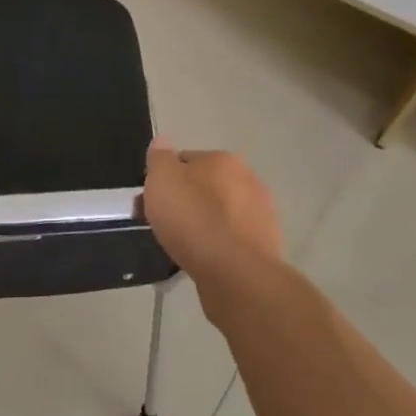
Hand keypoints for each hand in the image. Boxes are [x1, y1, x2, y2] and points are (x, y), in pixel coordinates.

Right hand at [140, 142, 283, 294]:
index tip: (150, 202)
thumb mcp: (162, 181)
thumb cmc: (193, 220)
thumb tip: (162, 142)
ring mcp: (261, 212)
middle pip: (205, 186)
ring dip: (203, 223)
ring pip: (220, 213)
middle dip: (185, 201)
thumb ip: (159, 158)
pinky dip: (218, 244)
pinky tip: (205, 259)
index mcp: (223, 159)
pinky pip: (231, 237)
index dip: (164, 180)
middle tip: (163, 225)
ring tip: (182, 246)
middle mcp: (248, 179)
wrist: (236, 273)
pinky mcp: (266, 243)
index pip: (185, 160)